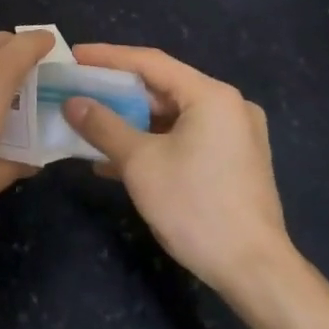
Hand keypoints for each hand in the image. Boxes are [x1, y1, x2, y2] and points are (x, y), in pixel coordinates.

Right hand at [64, 44, 294, 294]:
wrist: (255, 272)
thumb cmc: (196, 208)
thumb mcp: (140, 163)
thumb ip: (103, 126)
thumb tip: (72, 103)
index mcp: (211, 96)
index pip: (150, 62)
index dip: (108, 57)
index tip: (75, 56)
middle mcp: (229, 106)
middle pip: (163, 88)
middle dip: (118, 92)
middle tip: (79, 90)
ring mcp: (236, 135)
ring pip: (173, 116)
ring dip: (131, 121)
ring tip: (91, 124)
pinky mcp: (235, 162)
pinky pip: (186, 138)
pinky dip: (153, 142)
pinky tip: (118, 160)